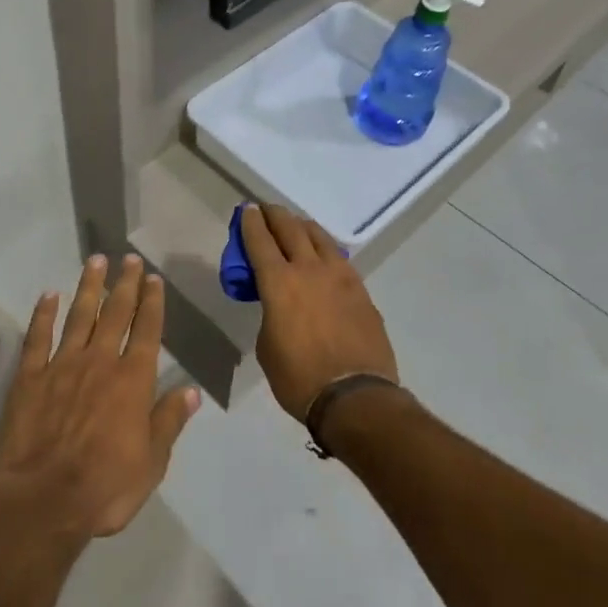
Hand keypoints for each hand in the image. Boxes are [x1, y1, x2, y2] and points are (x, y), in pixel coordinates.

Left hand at [0, 254, 200, 540]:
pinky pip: (37, 337)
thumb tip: (191, 391)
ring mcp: (61, 365)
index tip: (154, 278)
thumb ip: (169, 422)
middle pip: (115, 314)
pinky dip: (43, 314)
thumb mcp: (151, 464)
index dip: (152, 303)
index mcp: (132, 381)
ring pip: (79, 316)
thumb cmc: (104, 488)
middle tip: (129, 259)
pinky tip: (48, 295)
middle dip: (125, 284)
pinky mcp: (29, 377)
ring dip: (89, 287)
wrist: (41, 502)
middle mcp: (99, 362)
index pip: (147, 331)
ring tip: (96, 261)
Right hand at [241, 204, 398, 421]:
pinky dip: (325, 249)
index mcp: (279, 282)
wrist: (355, 397)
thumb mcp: (267, 346)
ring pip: (319, 237)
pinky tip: (323, 255)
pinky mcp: (360, 290)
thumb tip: (280, 306)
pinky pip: (339, 258)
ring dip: (303, 227)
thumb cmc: (299, 378)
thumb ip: (270, 313)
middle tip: (267, 209)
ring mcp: (340, 276)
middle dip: (275, 215)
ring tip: (296, 225)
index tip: (247, 210)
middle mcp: (309, 269)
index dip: (250, 222)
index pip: (260, 241)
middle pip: (290, 229)